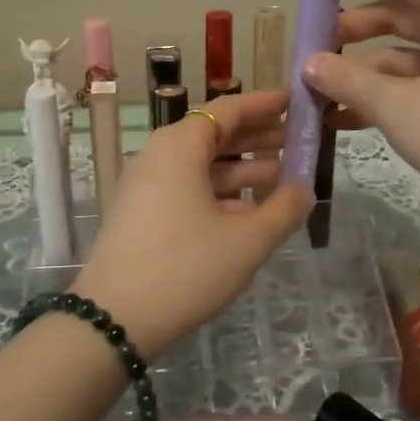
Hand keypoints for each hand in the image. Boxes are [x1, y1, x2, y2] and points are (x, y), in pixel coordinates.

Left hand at [73, 91, 311, 356]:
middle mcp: (158, 155)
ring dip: (241, 168)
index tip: (295, 102)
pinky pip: (186, 187)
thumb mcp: (246, 241)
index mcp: (180, 146)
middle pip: (214, 134)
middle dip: (257, 137)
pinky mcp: (141, 211)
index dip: (264, 104)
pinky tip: (248, 210)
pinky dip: (218, 191)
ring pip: (201, 164)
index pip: (228, 109)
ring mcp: (145, 184)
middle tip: (298, 141)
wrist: (114, 319)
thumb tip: (305, 189)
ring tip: (283, 175)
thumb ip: (283, 210)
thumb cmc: (186, 269)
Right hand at [304, 0, 419, 203]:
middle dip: (351, 28)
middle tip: (311, 48)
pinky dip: (377, 97)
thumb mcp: (398, 106)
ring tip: (318, 91)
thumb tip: (308, 63)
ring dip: (359, 70)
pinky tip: (340, 120)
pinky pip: (410, 86)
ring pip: (399, 55)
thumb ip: (348, 80)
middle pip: (397, 13)